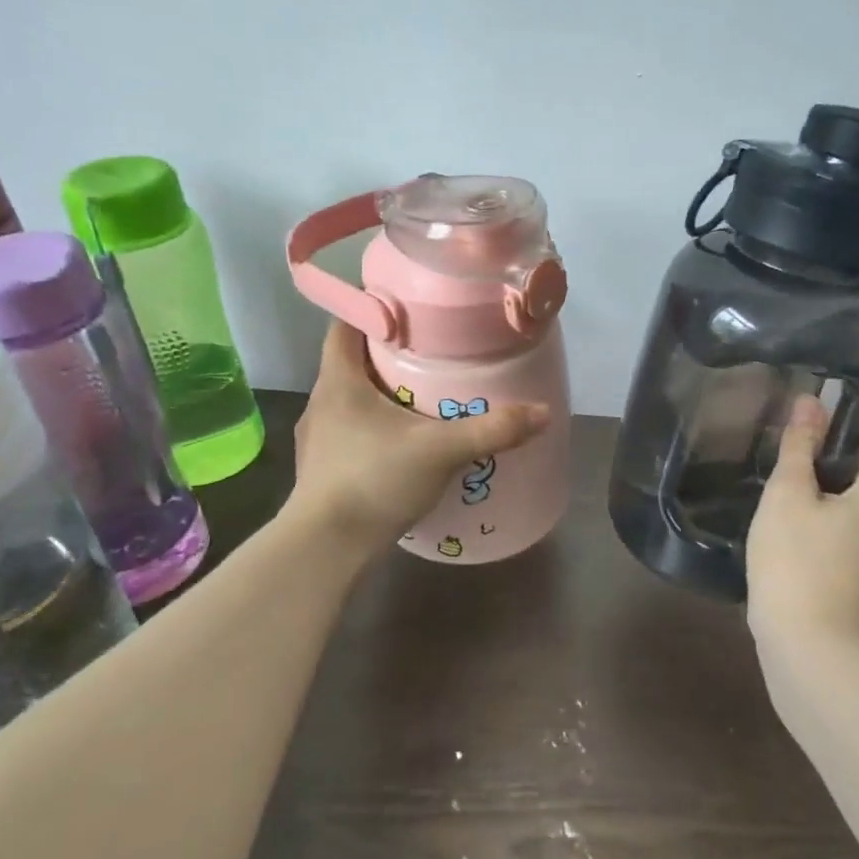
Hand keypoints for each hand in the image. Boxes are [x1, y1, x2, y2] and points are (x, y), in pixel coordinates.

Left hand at [291, 321, 549, 547]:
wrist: (325, 549)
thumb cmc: (373, 480)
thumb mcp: (440, 451)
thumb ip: (491, 430)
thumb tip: (542, 412)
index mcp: (338, 381)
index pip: (345, 325)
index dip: (372, 310)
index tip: (408, 309)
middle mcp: (321, 402)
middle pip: (351, 362)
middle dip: (388, 355)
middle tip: (430, 353)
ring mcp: (317, 439)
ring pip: (351, 400)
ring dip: (381, 394)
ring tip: (422, 399)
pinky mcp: (322, 470)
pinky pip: (351, 433)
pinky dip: (375, 429)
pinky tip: (402, 445)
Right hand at [746, 396, 858, 642]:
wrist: (811, 649)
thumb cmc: (797, 562)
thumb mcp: (788, 494)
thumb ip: (799, 444)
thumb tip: (809, 401)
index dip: (849, 412)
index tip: (811, 408)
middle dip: (838, 447)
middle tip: (791, 442)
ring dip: (837, 482)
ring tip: (792, 477)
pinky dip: (841, 511)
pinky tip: (803, 517)